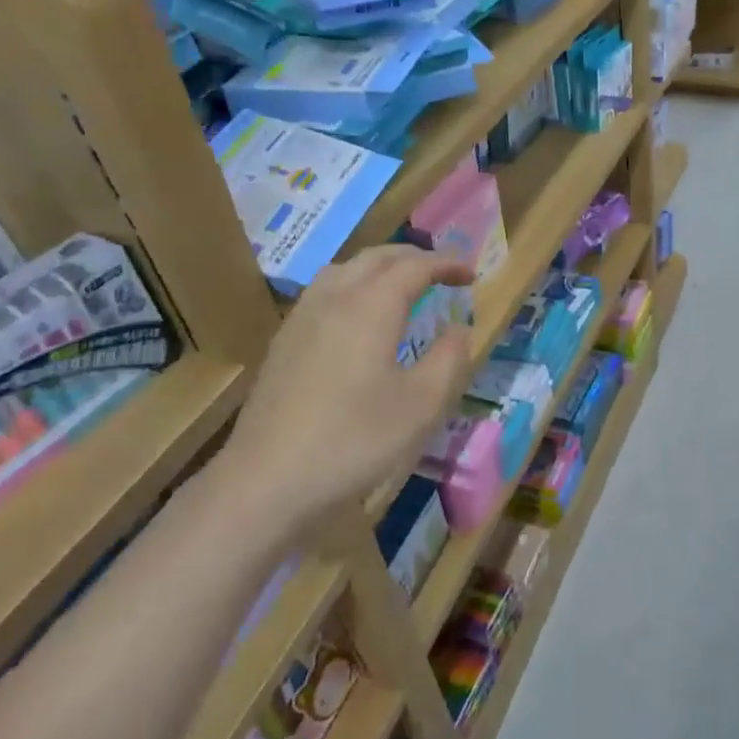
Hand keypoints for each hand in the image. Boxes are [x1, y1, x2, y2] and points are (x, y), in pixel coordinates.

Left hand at [221, 245, 474, 528]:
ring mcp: (302, 319)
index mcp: (371, 306)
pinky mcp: (283, 343)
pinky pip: (324, 292)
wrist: (267, 480)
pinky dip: (353, 286)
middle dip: (414, 258)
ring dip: (380, 268)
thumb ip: (448, 359)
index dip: (446, 264)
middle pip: (377, 258)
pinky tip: (356, 319)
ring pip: (344, 270)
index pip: (415, 267)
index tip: (471, 273)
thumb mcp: (421, 405)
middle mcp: (334, 298)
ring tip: (401, 286)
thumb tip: (458, 329)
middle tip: (442, 273)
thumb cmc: (355, 440)